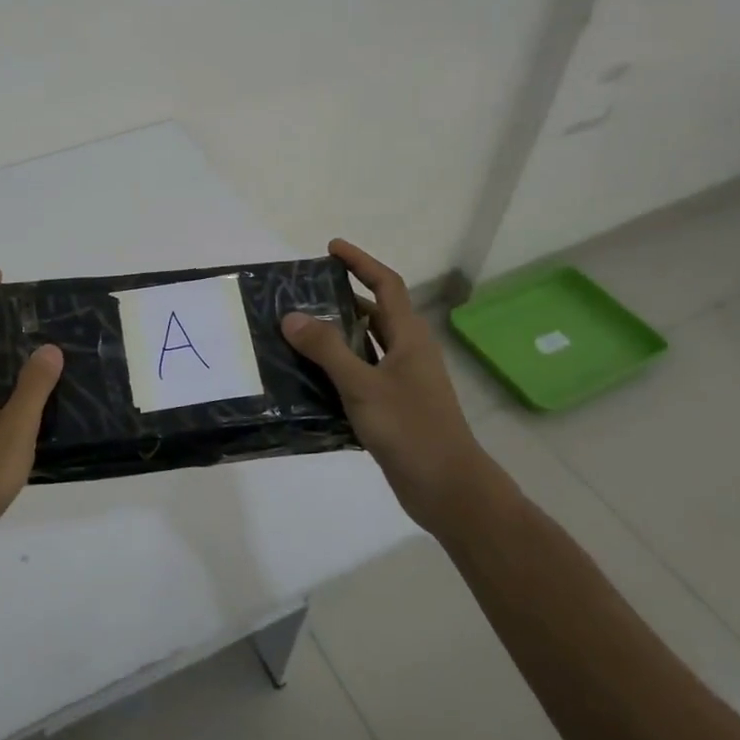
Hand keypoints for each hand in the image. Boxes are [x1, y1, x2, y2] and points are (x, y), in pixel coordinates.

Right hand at [282, 239, 495, 533]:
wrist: (448, 490)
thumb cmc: (411, 429)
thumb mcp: (363, 386)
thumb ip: (327, 350)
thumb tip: (292, 316)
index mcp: (409, 338)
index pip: (386, 285)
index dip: (361, 263)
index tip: (331, 248)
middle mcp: (408, 353)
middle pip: (374, 314)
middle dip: (340, 300)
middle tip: (300, 295)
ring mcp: (402, 382)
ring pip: (365, 347)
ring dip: (334, 337)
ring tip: (294, 332)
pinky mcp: (392, 408)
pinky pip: (359, 376)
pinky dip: (335, 370)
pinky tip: (306, 378)